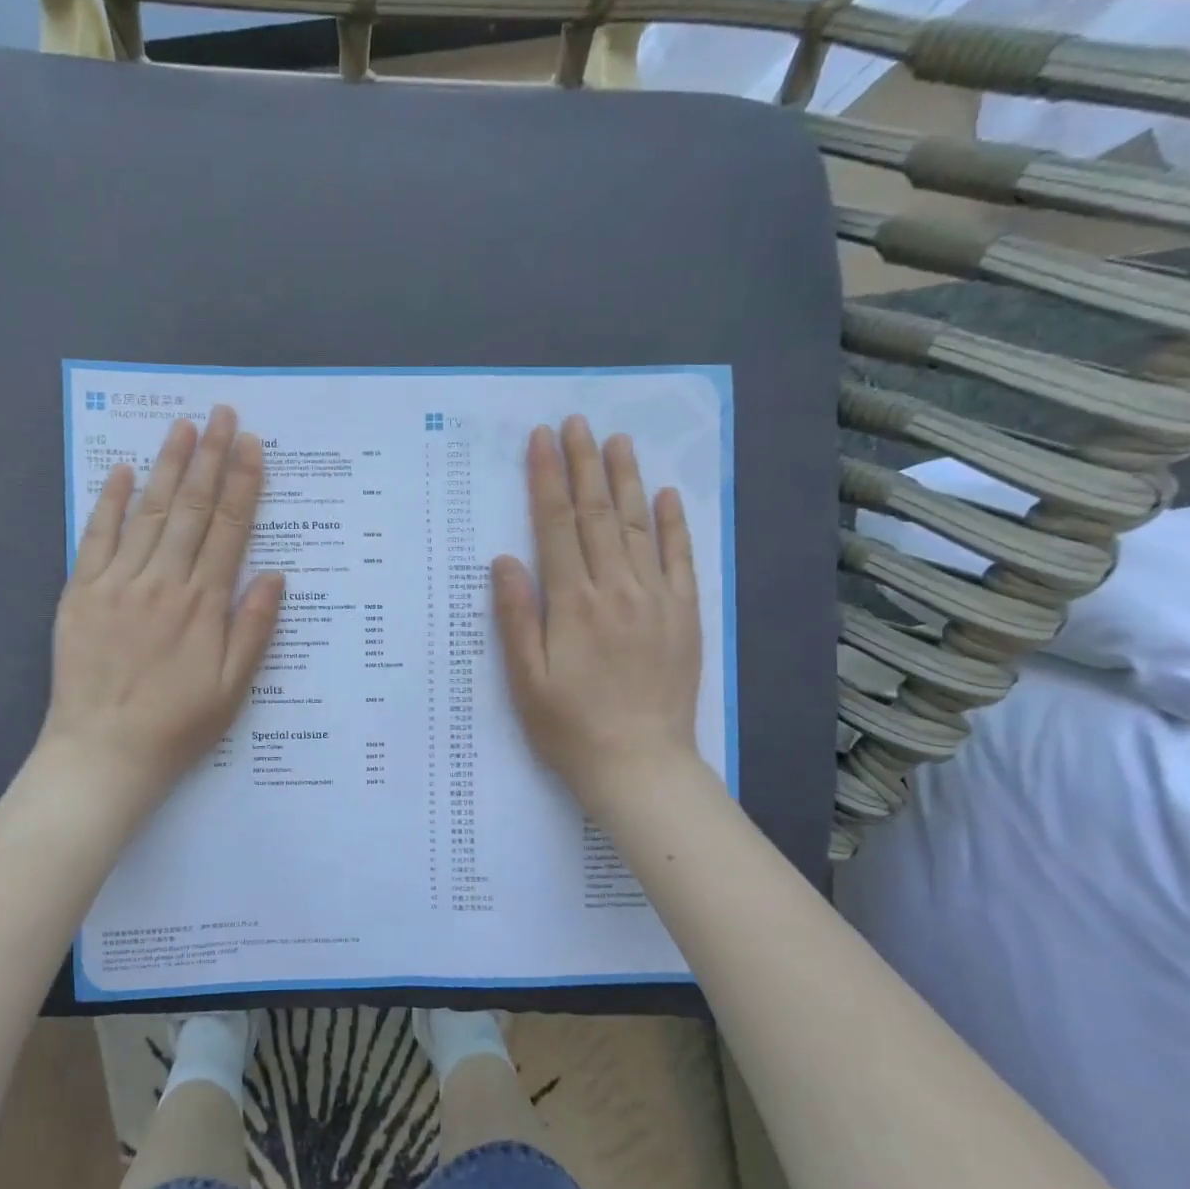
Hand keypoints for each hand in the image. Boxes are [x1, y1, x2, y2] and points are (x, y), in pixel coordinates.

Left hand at [37, 406, 283, 815]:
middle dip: (211, 457)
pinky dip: (112, 502)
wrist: (103, 755)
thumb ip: (254, 628)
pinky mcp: (82, 593)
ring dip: (169, 466)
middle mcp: (163, 582)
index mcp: (204, 604)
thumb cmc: (177, 726)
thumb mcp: (233, 688)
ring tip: (184, 426)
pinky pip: (98, 537)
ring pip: (150, 512)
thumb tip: (274, 574)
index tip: (252, 445)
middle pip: (193, 508)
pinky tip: (125, 471)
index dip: (243, 483)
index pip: (230, 529)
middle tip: (223, 414)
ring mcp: (118, 583)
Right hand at [492, 416, 704, 814]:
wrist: (639, 766)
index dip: (547, 479)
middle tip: (577, 422)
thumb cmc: (569, 727)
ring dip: (626, 480)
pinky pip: (680, 559)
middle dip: (583, 465)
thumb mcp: (524, 680)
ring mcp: (656, 600)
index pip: (557, 526)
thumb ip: (515, 616)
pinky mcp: (684, 616)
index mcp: (572, 604)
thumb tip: (504, 559)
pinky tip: (666, 495)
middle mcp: (616, 590)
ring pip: (639, 527)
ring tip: (617, 441)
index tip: (541, 440)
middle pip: (598, 515)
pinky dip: (674, 524)